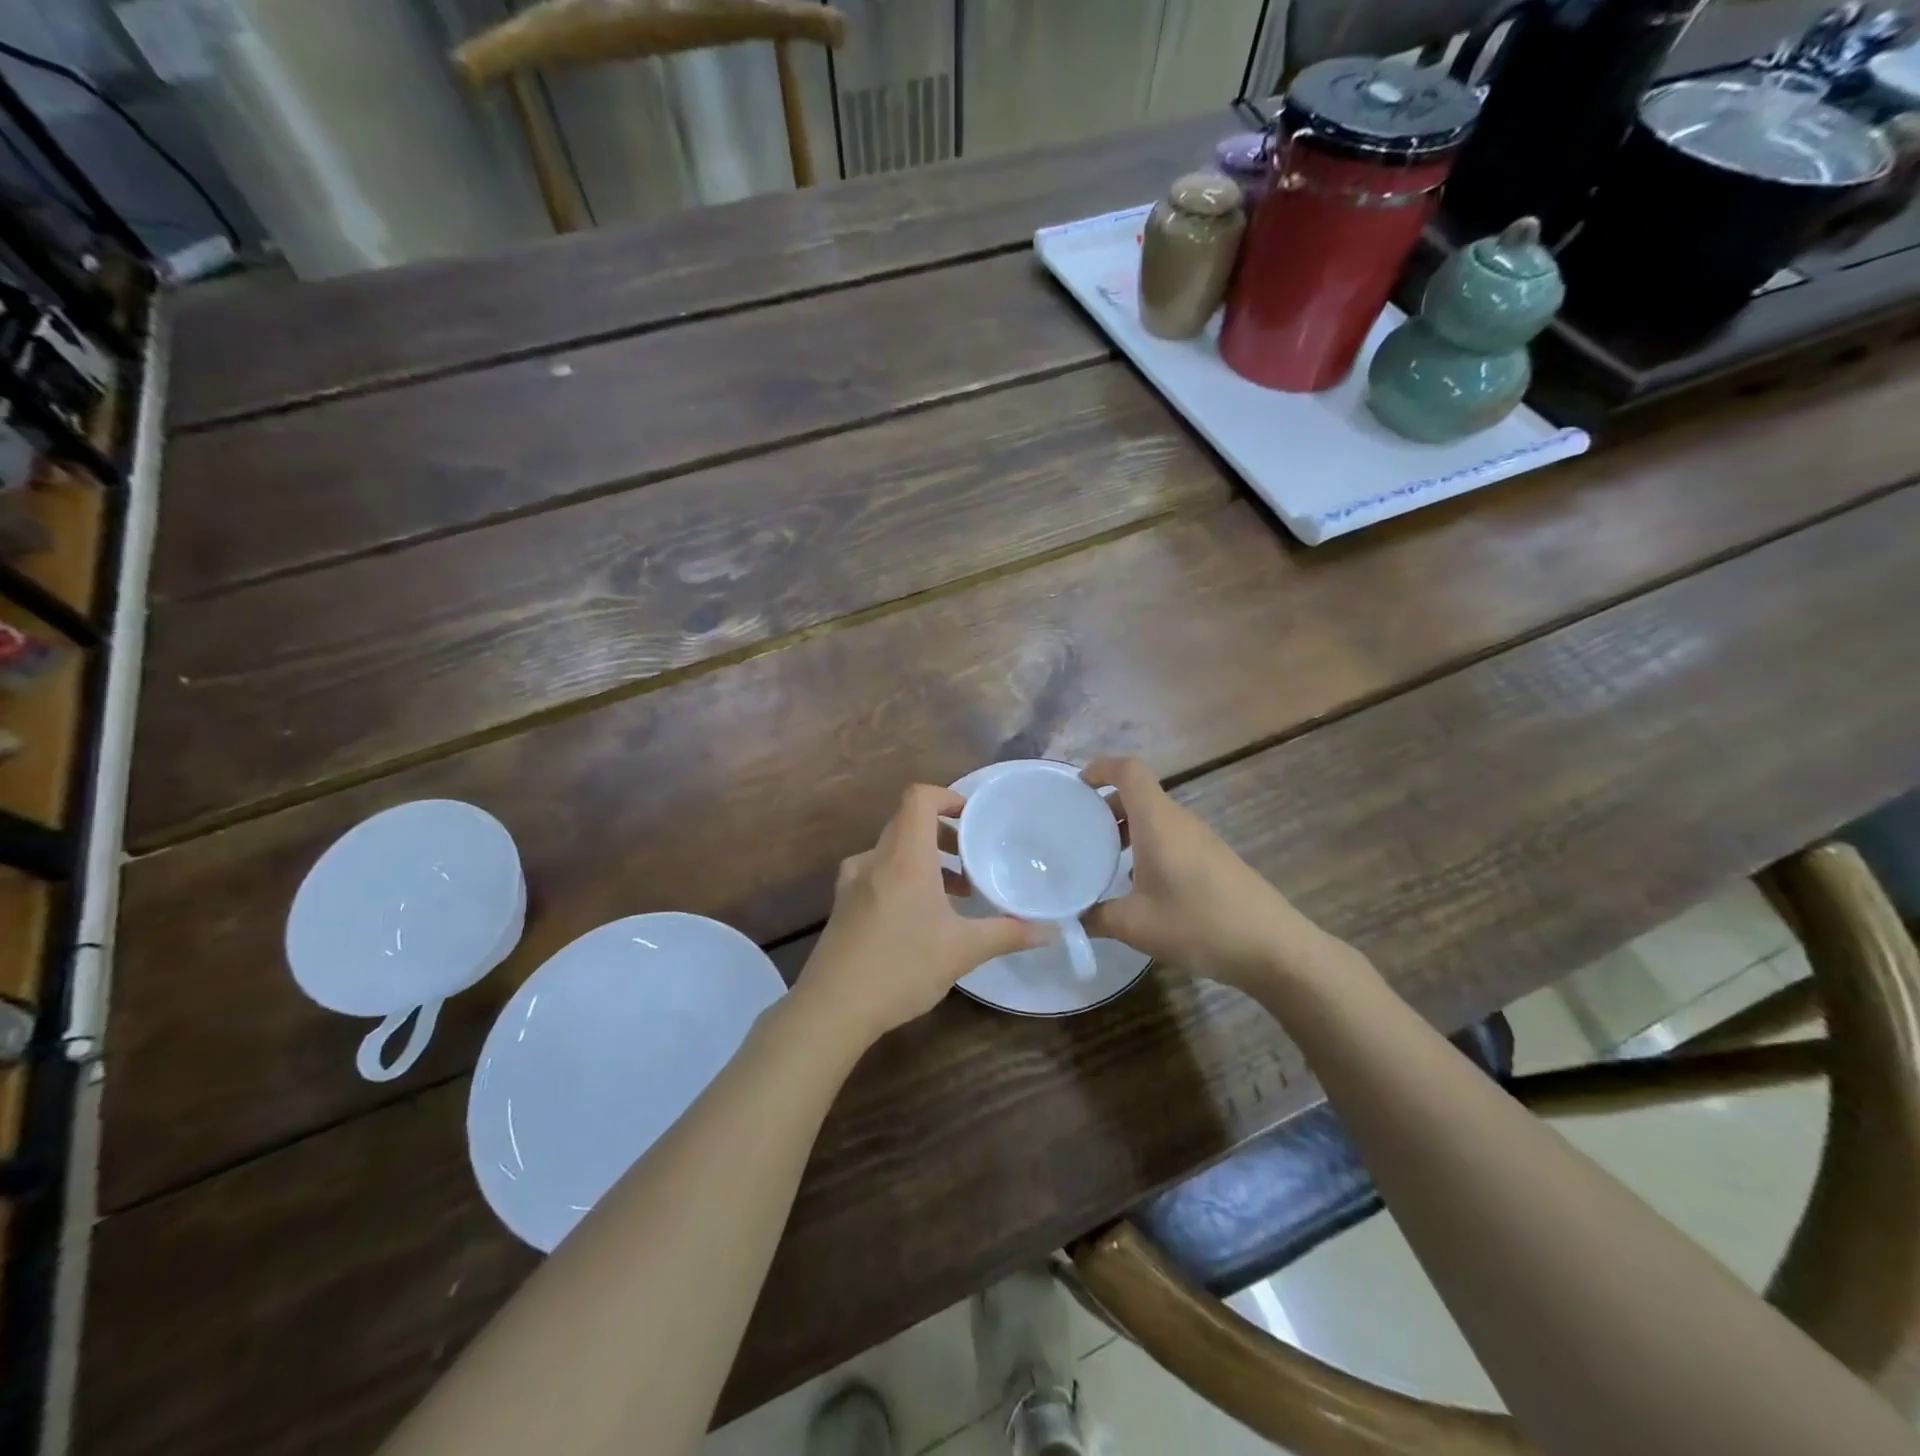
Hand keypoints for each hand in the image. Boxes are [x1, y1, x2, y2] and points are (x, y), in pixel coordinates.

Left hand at [798, 785, 1046, 1042]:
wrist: (833, 1008)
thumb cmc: (902, 967)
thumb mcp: (963, 951)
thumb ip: (1008, 934)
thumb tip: (1050, 931)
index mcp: (904, 857)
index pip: (919, 798)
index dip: (947, 797)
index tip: (972, 819)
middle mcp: (875, 859)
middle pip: (907, 823)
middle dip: (943, 834)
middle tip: (972, 859)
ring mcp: (853, 882)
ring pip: (892, 851)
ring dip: (924, 860)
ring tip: (954, 893)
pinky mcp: (843, 905)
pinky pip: (877, 874)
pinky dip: (903, 879)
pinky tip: (920, 917)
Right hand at [1081, 757, 1331, 989]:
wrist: (1273, 948)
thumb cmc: (1199, 924)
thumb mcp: (1135, 926)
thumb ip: (1096, 917)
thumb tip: (1070, 917)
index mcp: (1158, 822)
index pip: (1129, 771)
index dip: (1101, 768)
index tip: (1078, 787)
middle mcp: (1180, 821)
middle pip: (1140, 794)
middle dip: (1107, 805)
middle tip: (1080, 831)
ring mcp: (1202, 839)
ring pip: (1156, 818)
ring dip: (1128, 828)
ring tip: (1104, 858)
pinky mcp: (1214, 859)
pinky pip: (1172, 837)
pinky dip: (1148, 845)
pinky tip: (1140, 883)